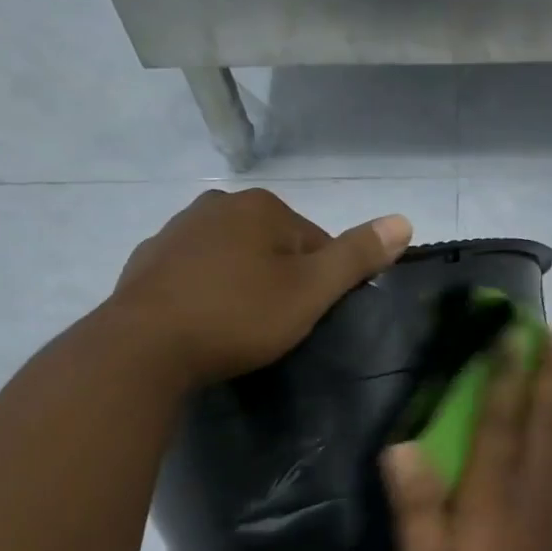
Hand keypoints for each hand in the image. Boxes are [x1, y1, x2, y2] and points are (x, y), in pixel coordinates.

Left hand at [111, 188, 412, 385]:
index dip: (320, 282)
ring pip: (231, 257)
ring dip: (242, 285)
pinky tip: (204, 323)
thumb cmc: (239, 316)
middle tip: (276, 327)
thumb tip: (405, 220)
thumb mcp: (310, 291)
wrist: (146, 345)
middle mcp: (217, 204)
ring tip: (240, 329)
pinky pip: (195, 273)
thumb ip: (356, 256)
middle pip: (272, 245)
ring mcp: (176, 230)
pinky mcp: (149, 261)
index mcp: (262, 206)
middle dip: (280, 280)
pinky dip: (206, 292)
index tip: (309, 318)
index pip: (314, 240)